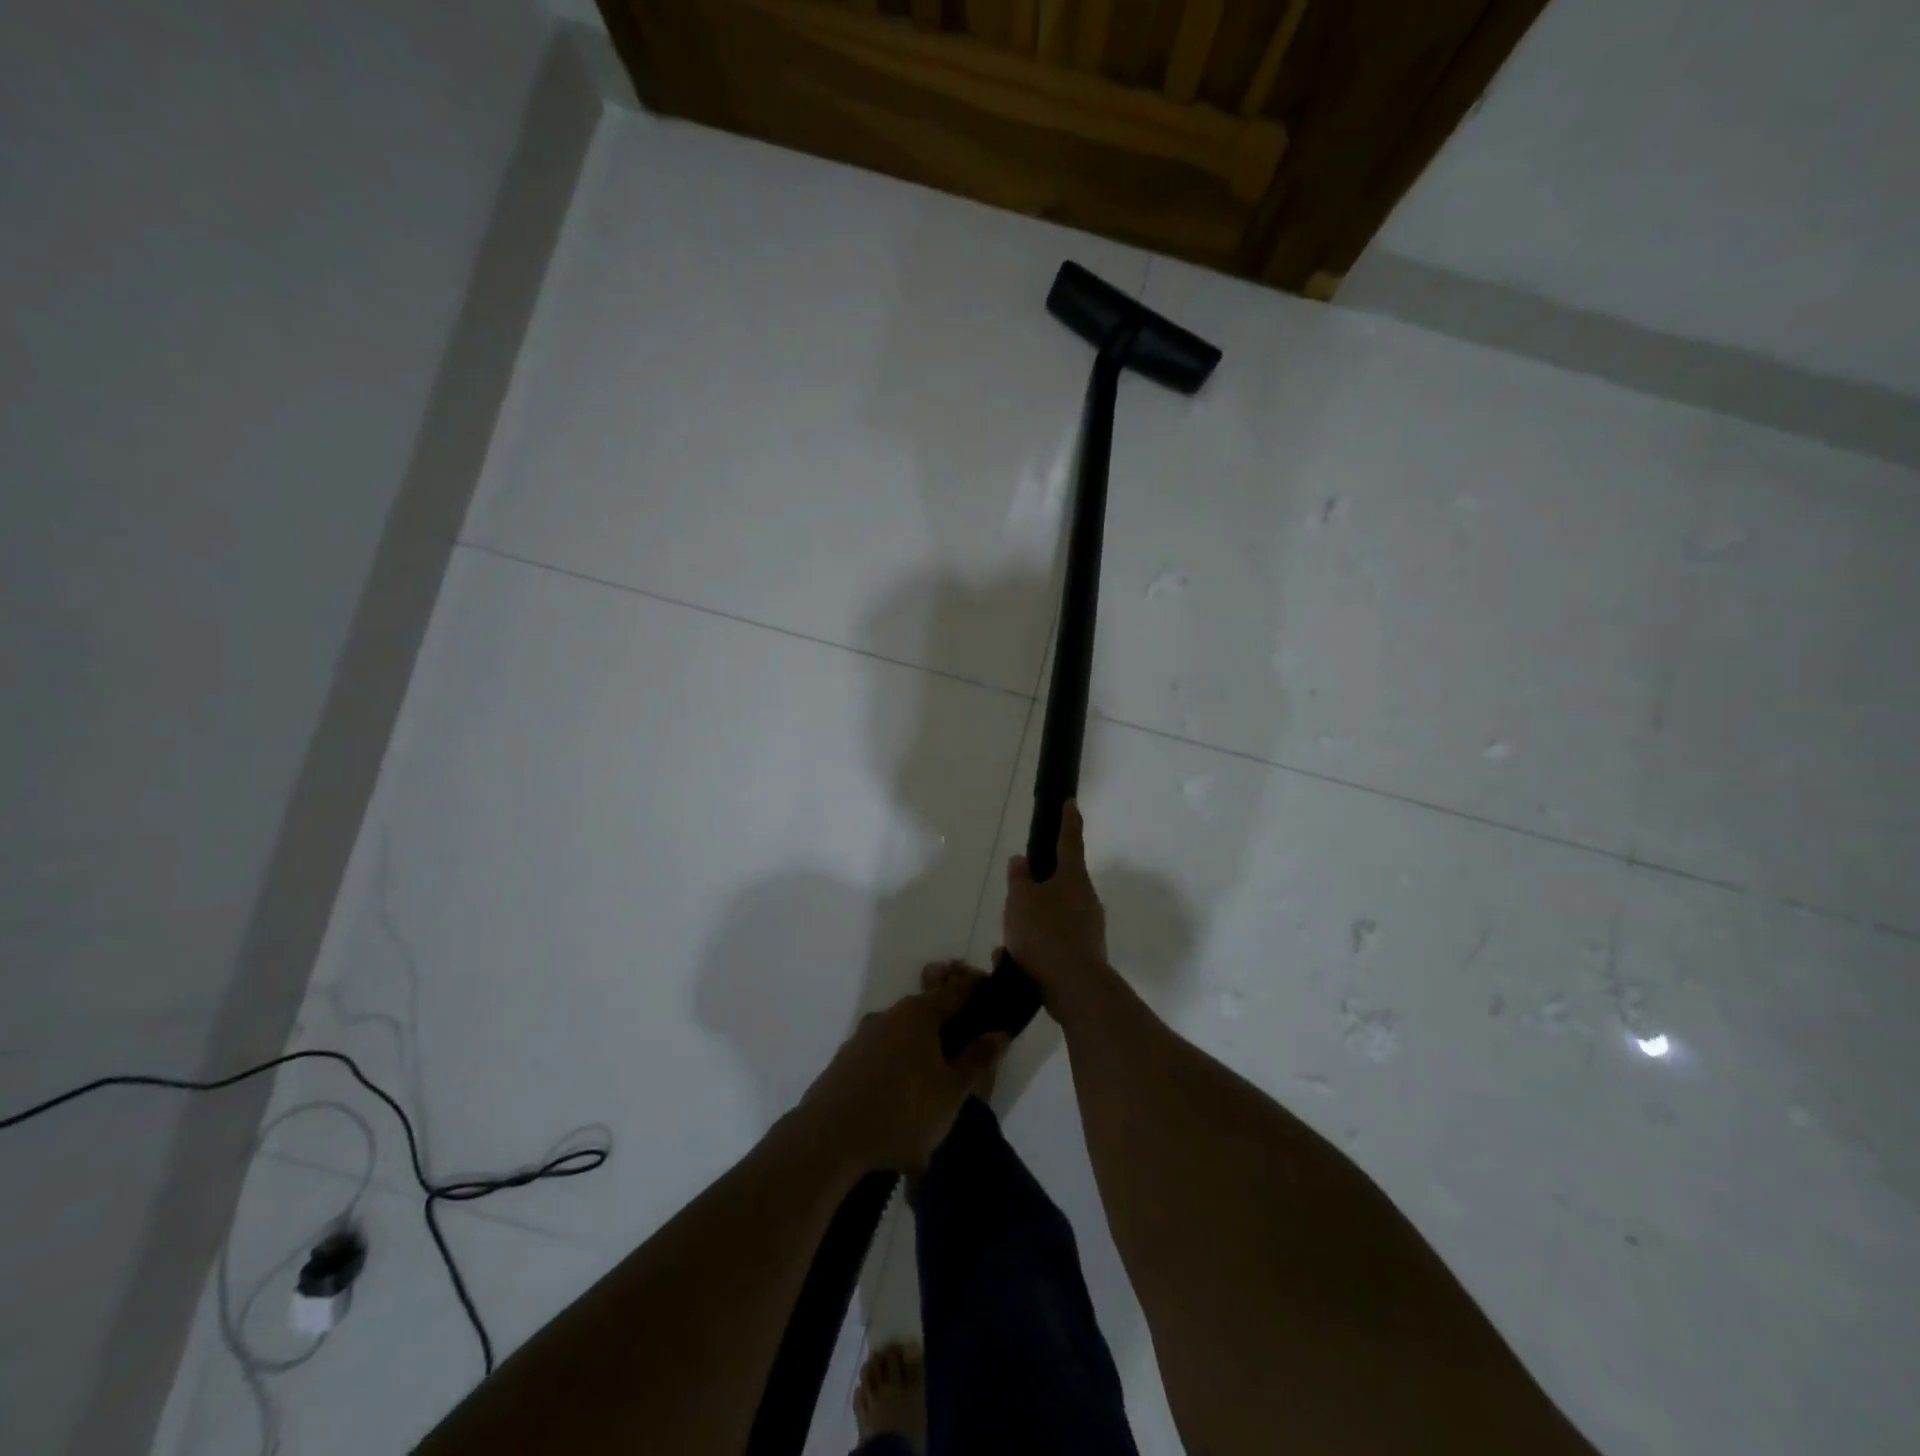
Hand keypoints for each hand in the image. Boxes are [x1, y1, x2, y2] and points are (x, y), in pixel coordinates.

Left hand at [801, 965, 1006, 1174]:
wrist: (828, 1140)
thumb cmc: (902, 1112)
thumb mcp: (951, 1092)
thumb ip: (977, 1059)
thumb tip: (999, 1031)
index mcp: (919, 1014)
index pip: (956, 990)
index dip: (976, 991)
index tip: (992, 997)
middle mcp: (888, 1015)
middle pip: (926, 1011)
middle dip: (947, 1026)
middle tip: (965, 1052)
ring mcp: (861, 1038)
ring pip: (901, 1036)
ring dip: (919, 1052)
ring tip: (932, 1088)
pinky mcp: (843, 1062)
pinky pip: (880, 1057)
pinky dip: (895, 1069)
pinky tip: (900, 1100)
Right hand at [1003, 800, 1109, 1012]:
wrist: (1074, 986)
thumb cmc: (1045, 933)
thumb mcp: (1020, 900)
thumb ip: (1019, 879)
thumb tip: (1021, 860)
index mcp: (1073, 877)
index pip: (1070, 840)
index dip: (1068, 820)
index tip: (1070, 803)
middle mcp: (1086, 898)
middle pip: (1061, 883)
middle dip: (1038, 888)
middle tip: (1016, 897)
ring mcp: (1089, 927)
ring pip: (1055, 916)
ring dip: (1033, 923)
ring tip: (1008, 940)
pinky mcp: (1084, 953)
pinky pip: (1054, 942)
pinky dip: (1035, 948)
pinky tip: (1014, 962)